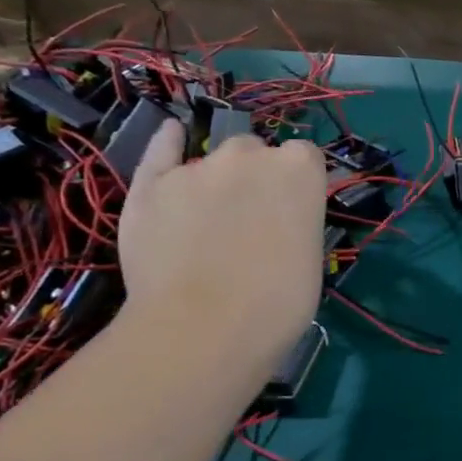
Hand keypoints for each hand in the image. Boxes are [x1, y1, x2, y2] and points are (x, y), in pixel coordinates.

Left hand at [117, 121, 326, 366]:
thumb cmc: (279, 300)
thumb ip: (296, 221)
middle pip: (255, 151)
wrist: (206, 327)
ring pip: (212, 160)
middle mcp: (250, 156)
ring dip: (217, 179)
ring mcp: (197, 167)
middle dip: (255, 175)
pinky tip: (171, 133)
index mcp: (300, 169)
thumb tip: (280, 222)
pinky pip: (161, 152)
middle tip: (252, 218)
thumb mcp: (310, 255)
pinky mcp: (151, 186)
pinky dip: (167, 143)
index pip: (305, 156)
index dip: (298, 181)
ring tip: (210, 219)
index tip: (294, 208)